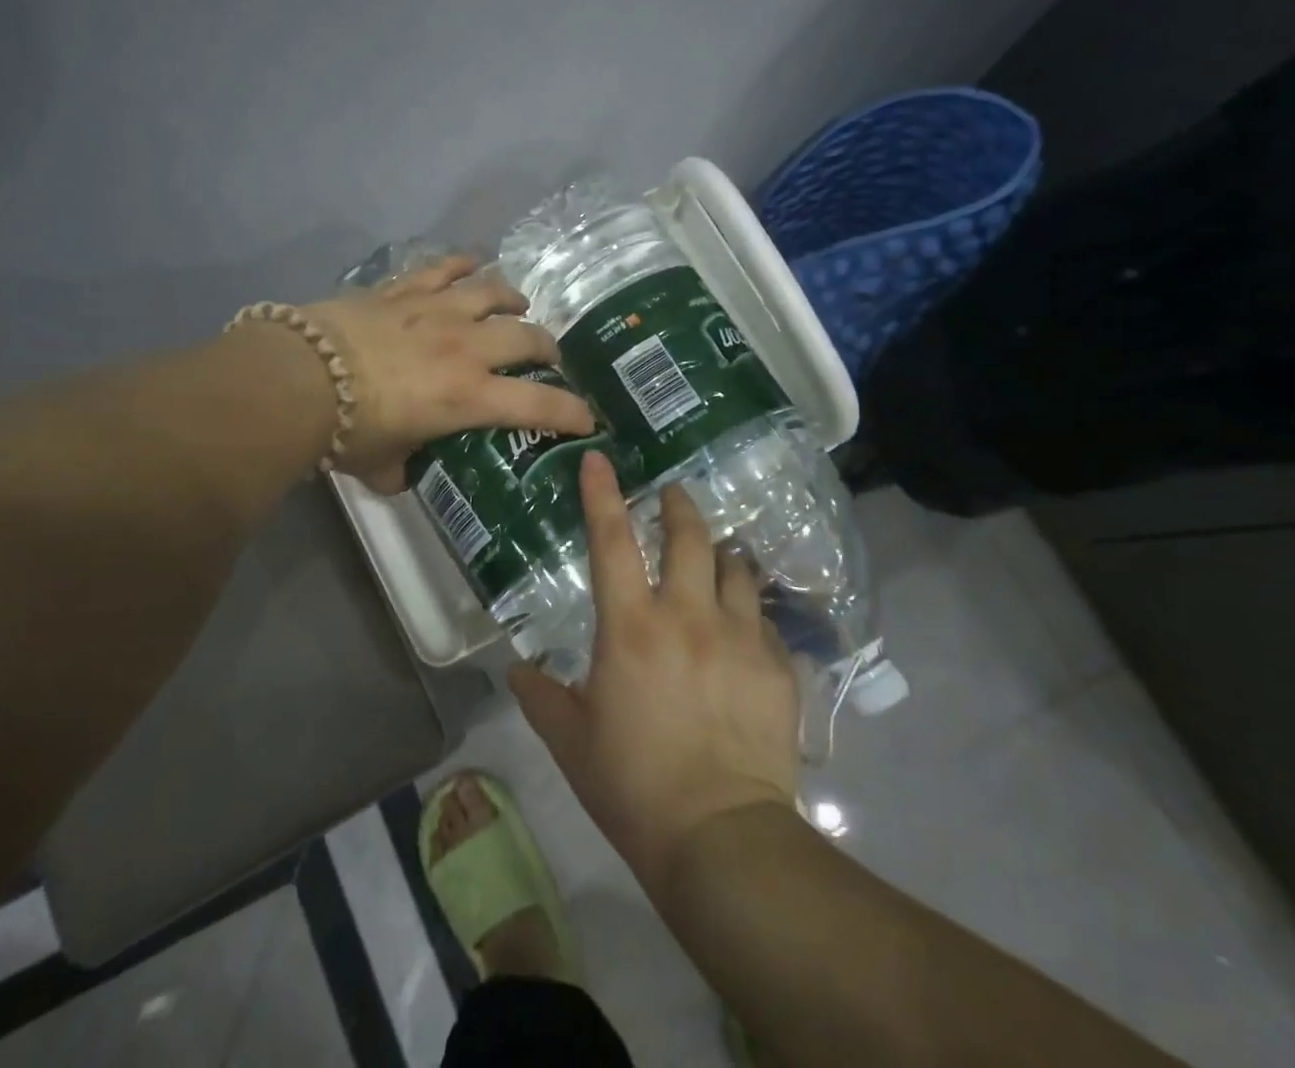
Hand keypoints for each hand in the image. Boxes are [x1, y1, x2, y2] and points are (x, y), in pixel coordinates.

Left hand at [303, 255, 594, 491]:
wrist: (300, 377)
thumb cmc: (347, 430)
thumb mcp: (382, 464)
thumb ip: (403, 470)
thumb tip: (404, 474)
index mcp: (469, 397)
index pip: (538, 406)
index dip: (571, 412)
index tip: (587, 419)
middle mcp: (466, 347)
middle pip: (527, 337)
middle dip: (547, 348)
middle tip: (546, 358)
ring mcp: (437, 310)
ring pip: (494, 291)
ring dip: (513, 299)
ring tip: (518, 305)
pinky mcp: (405, 289)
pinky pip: (444, 267)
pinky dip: (463, 264)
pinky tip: (472, 265)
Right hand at [510, 452, 801, 899]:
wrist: (721, 838)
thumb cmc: (633, 784)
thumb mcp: (570, 741)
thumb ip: (540, 696)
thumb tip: (518, 671)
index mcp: (631, 627)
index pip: (611, 541)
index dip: (602, 494)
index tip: (599, 457)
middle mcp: (687, 617)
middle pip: (689, 537)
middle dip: (680, 506)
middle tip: (674, 496)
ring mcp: (739, 638)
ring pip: (736, 569)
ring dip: (721, 554)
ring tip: (715, 556)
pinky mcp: (777, 668)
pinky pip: (763, 620)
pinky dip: (748, 611)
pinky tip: (744, 627)